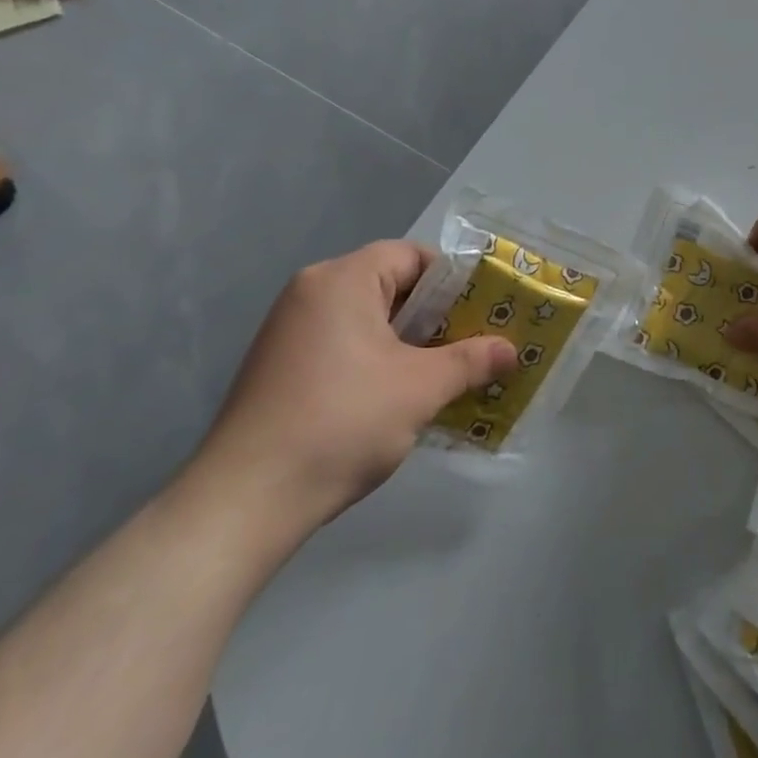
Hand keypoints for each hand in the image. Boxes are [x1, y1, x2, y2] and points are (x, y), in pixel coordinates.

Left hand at [188, 241, 515, 538]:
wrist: (245, 501)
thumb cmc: (343, 422)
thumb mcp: (422, 388)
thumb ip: (471, 360)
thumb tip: (512, 350)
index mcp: (341, 280)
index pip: (410, 256)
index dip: (453, 280)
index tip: (483, 312)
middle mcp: (310, 294)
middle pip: (389, 286)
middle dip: (435, 315)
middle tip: (473, 344)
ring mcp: (289, 333)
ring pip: (368, 320)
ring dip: (409, 343)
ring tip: (445, 374)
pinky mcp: (279, 369)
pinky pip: (343, 346)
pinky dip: (377, 361)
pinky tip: (399, 398)